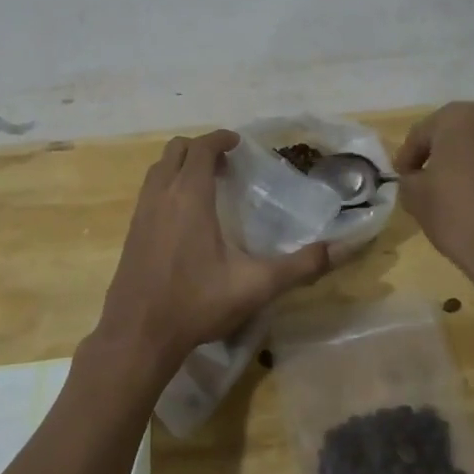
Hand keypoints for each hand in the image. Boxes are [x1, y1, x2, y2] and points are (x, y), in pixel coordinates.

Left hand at [93, 131, 330, 384]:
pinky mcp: (131, 231)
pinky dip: (167, 185)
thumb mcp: (256, 286)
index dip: (220, 139)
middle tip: (226, 165)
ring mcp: (141, 212)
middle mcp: (162, 195)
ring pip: (159, 169)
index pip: (201, 148)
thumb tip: (342, 249)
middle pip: (176, 150)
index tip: (238, 143)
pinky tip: (184, 217)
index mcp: (190, 196)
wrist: (138, 335)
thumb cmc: (196, 303)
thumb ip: (300, 266)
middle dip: (200, 148)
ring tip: (207, 185)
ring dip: (181, 166)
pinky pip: (149, 190)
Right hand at [397, 102, 473, 307]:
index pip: (424, 132)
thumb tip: (419, 178)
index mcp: (460, 117)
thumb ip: (410, 178)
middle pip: (467, 131)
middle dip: (452, 151)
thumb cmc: (460, 216)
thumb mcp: (415, 198)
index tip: (405, 176)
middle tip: (441, 179)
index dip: (410, 156)